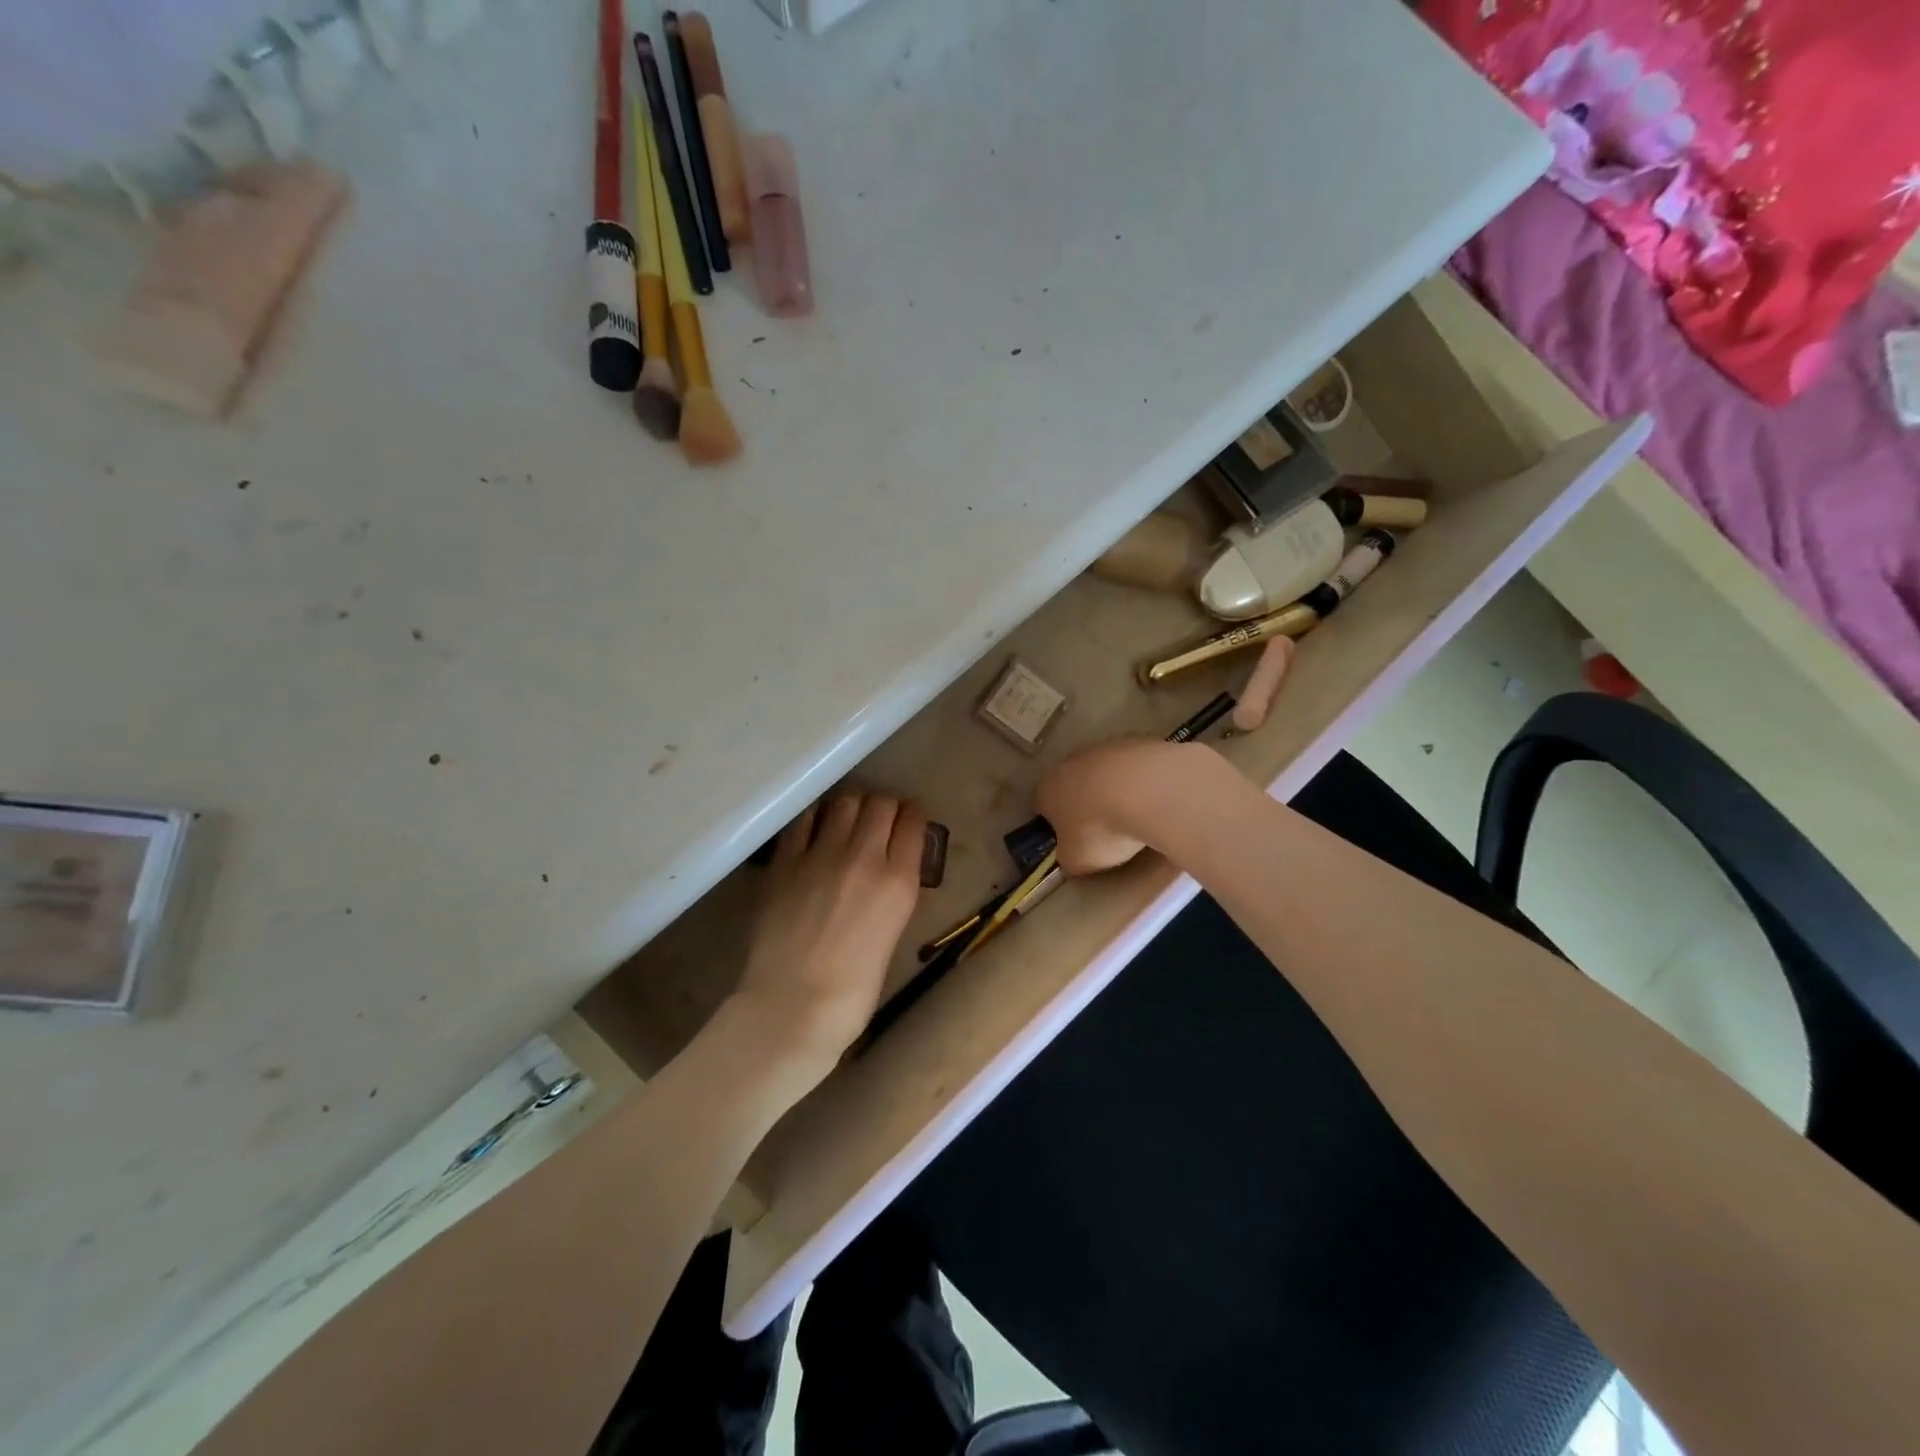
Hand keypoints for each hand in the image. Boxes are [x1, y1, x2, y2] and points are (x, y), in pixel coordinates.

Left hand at [732, 790, 926, 1084]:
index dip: (913, 817)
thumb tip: (890, 871)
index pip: (913, 822)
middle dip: (884, 807)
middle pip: (880, 804)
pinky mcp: (785, 862)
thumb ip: (894, 894)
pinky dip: (816, 818)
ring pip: (844, 803)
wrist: (793, 1007)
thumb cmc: (853, 990)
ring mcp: (820, 855)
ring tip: (848, 820)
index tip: (909, 821)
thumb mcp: (892, 935)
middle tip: (879, 820)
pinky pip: (804, 820)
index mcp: (899, 881)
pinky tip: (816, 828)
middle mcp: (864, 857)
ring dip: (852, 806)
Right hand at [1036, 738, 1210, 874]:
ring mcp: (1106, 747)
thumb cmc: (1101, 829)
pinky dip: (1140, 783)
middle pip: (1073, 785)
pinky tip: (1155, 801)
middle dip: (1085, 805)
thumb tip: (1071, 854)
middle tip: (1104, 831)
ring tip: (1135, 817)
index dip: (1056, 826)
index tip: (1073, 842)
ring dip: (1114, 791)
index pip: (1042, 806)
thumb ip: (1068, 857)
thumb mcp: (1076, 860)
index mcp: (1047, 788)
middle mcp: (1070, 761)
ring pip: (1104, 773)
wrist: (1150, 791)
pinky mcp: (1139, 741)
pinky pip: (1134, 768)